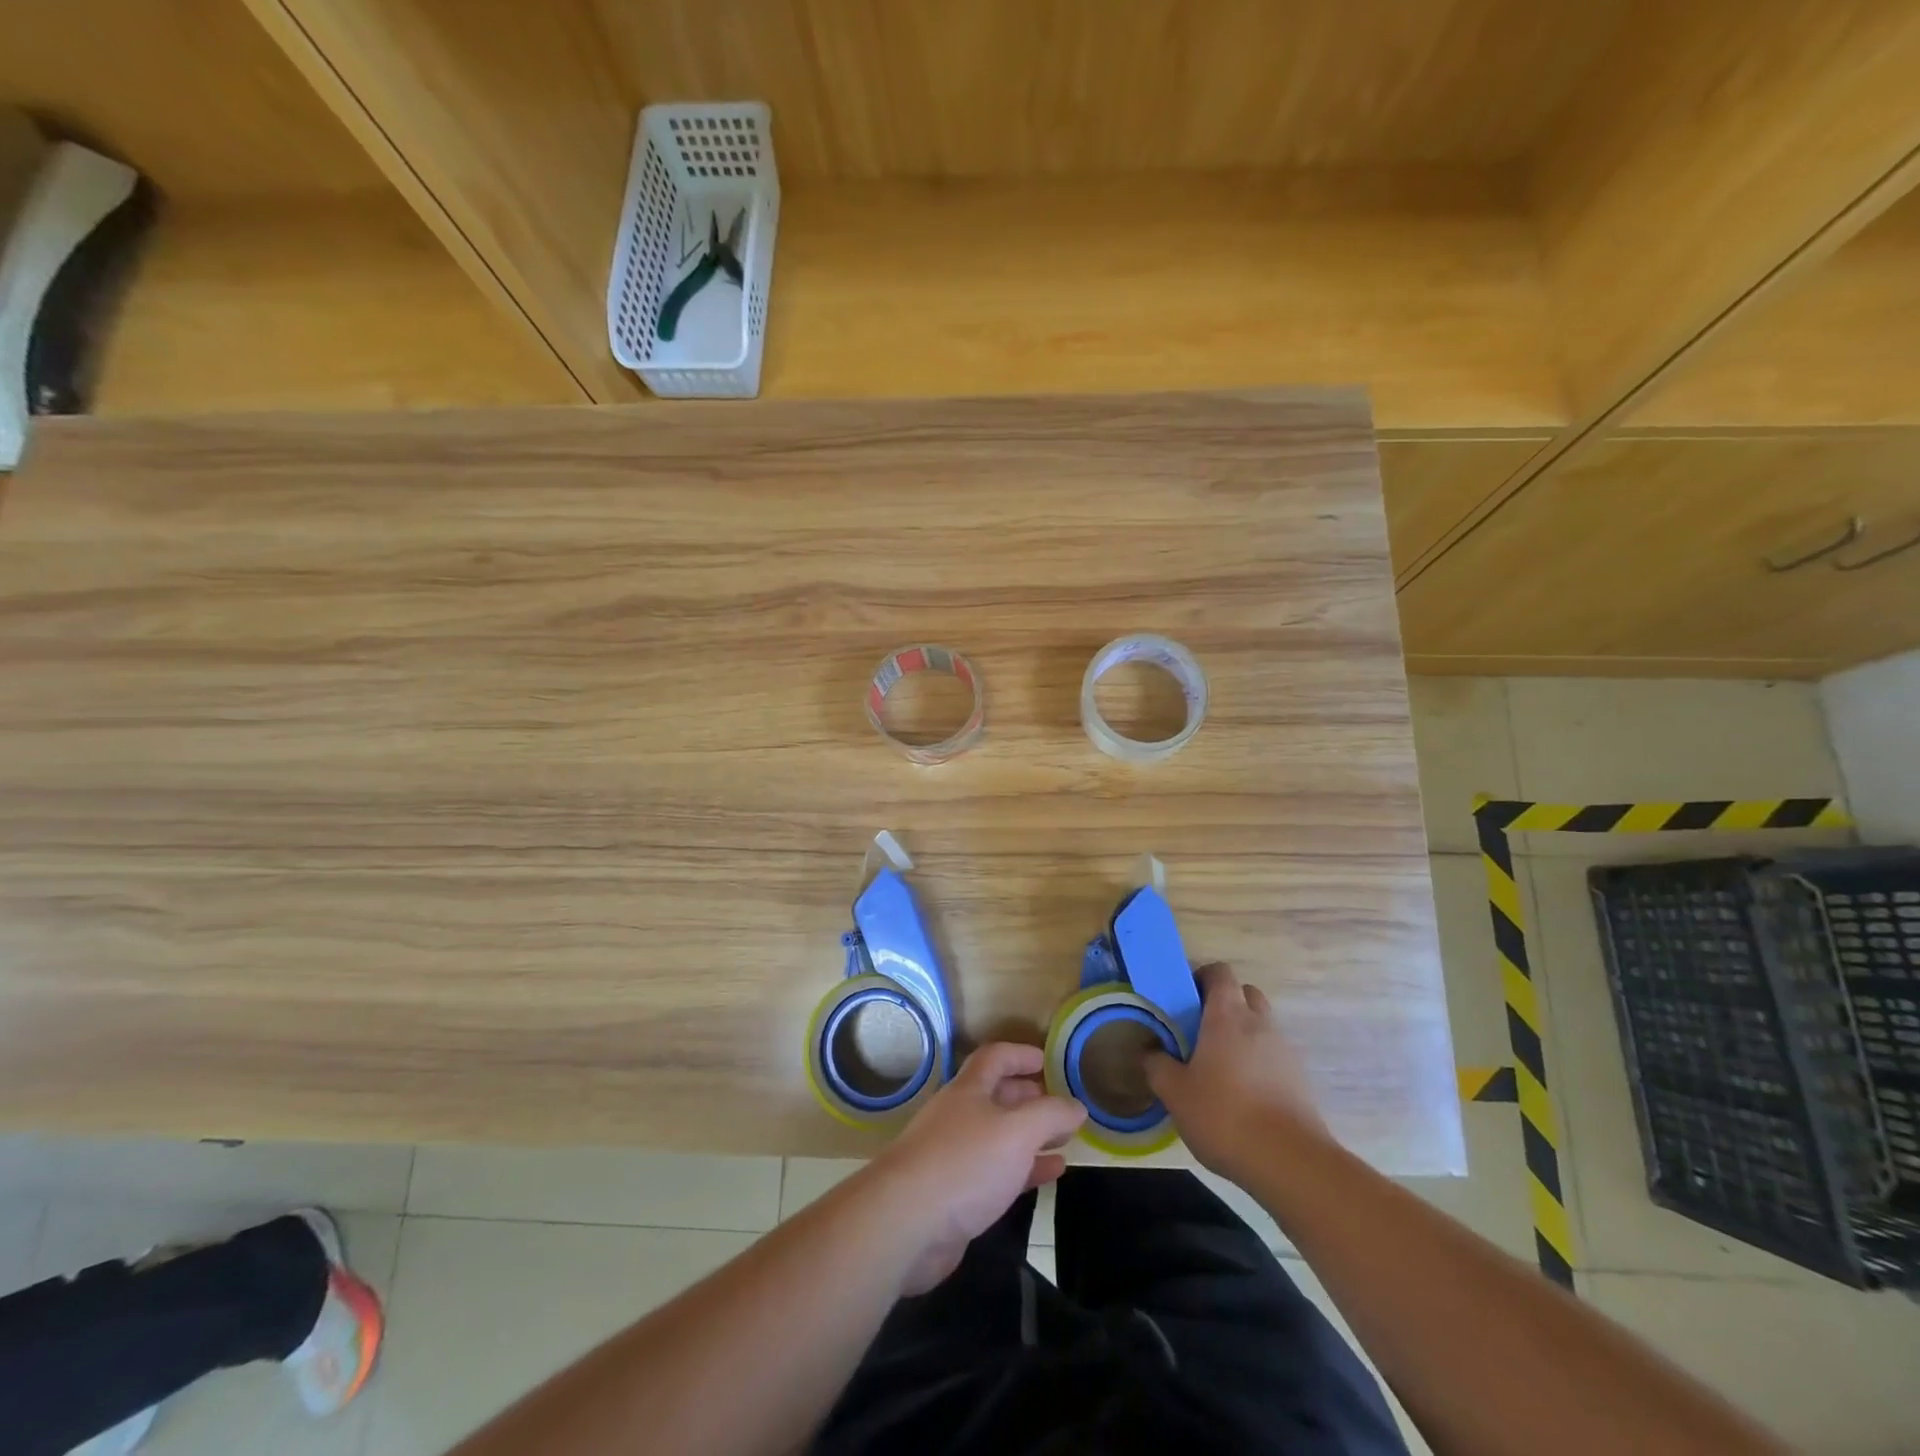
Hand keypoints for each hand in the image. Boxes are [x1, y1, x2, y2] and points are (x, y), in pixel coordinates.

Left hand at [864, 1042, 1085, 1294]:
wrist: (906, 1223)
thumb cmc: (964, 1163)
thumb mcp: (1016, 1132)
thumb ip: (1050, 1115)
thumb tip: (1077, 1105)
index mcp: (968, 1090)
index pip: (995, 1057)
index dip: (1020, 1054)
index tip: (1047, 1060)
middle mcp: (959, 1116)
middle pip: (996, 1096)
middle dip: (1028, 1096)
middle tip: (1060, 1104)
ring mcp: (954, 1155)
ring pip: (999, 1136)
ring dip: (1030, 1135)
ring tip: (1064, 1139)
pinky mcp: (956, 1194)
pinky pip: (997, 1172)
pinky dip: (1025, 1169)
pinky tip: (1051, 1174)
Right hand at [1145, 962, 1329, 1179]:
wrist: (1290, 1162)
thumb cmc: (1224, 1115)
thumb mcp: (1175, 1093)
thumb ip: (1157, 1066)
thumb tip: (1149, 1052)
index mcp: (1227, 1015)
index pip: (1220, 972)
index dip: (1202, 977)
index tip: (1184, 999)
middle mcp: (1259, 1023)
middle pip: (1245, 993)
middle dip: (1224, 1002)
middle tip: (1200, 1028)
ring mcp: (1284, 1050)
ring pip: (1262, 1024)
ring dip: (1243, 1033)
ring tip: (1220, 1065)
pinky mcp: (1300, 1079)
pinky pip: (1274, 1055)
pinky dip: (1258, 1061)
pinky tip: (1243, 1092)